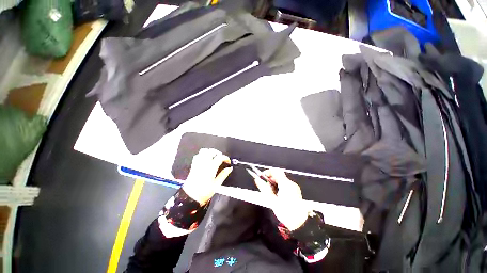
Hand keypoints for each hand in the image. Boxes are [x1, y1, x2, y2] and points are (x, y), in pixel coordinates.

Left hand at [182, 148, 232, 204]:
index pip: (220, 157)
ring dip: (210, 152)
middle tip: (221, 158)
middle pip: (211, 151)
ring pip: (203, 151)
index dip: (225, 158)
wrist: (191, 197)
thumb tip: (229, 169)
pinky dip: (202, 155)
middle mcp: (204, 164)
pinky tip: (205, 159)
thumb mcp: (217, 184)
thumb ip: (223, 175)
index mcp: (211, 168)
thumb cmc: (204, 192)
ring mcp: (198, 164)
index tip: (228, 161)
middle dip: (217, 153)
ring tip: (214, 157)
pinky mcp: (193, 166)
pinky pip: (197, 156)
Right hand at [253, 169, 308, 230]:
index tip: (262, 177)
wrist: (299, 224)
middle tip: (265, 186)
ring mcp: (294, 187)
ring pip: (282, 179)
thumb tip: (257, 179)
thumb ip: (264, 188)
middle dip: (270, 178)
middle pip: (279, 175)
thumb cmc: (284, 212)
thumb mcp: (272, 200)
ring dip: (275, 182)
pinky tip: (278, 195)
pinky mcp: (296, 191)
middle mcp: (291, 183)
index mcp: (285, 184)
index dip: (267, 172)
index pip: (275, 171)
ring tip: (271, 192)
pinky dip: (280, 186)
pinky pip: (286, 184)